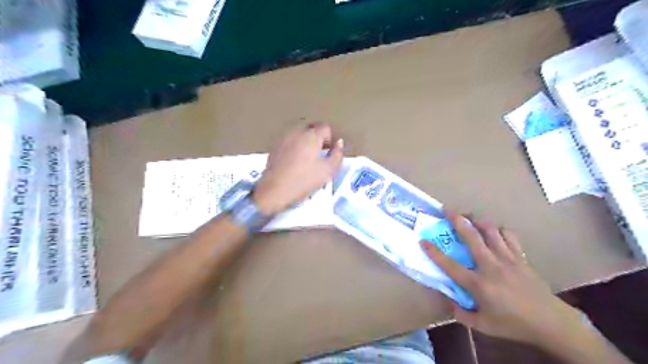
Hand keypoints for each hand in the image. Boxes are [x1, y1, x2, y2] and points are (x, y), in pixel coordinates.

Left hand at [253, 122, 344, 212]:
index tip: (331, 152)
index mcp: (311, 135)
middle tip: (322, 154)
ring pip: (300, 134)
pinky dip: (296, 147)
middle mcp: (297, 132)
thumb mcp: (328, 171)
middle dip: (319, 138)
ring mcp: (284, 139)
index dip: (331, 139)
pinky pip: (291, 142)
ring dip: (307, 142)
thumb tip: (339, 144)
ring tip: (310, 159)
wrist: (274, 191)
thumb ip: (337, 155)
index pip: (326, 128)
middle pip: (312, 128)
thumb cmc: (304, 180)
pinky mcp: (275, 148)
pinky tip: (296, 163)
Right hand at [420, 214, 581, 345]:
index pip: (450, 265)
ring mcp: (507, 259)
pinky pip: (508, 236)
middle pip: (471, 237)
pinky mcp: (520, 257)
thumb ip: (462, 313)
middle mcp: (491, 266)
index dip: (434, 252)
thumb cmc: (513, 324)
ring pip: (491, 231)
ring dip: (478, 221)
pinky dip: (499, 230)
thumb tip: (447, 301)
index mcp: (478, 284)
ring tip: (469, 217)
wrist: (551, 322)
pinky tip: (494, 232)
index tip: (423, 241)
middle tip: (447, 210)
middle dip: (457, 220)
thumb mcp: (483, 326)